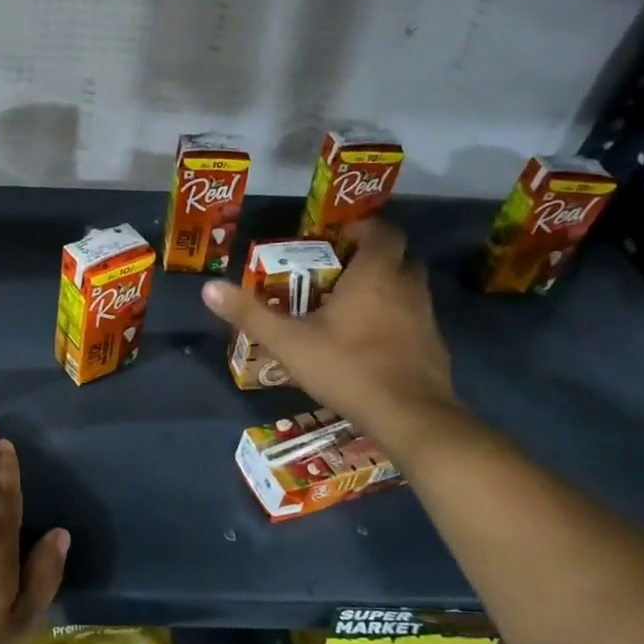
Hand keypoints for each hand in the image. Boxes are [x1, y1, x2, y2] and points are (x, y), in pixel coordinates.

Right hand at [201, 219, 457, 453]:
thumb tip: (208, 288)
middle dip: (375, 259)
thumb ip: (250, 314)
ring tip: (354, 308)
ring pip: (410, 290)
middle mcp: (407, 288)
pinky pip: (415, 321)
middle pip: (401, 258)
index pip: (385, 231)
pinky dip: (397, 322)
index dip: (366, 228)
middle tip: (343, 272)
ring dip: (388, 290)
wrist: (408, 415)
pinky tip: (373, 344)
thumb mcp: (288, 342)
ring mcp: (426, 318)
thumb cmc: (347, 367)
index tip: (341, 237)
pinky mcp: (434, 347)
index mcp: (375, 275)